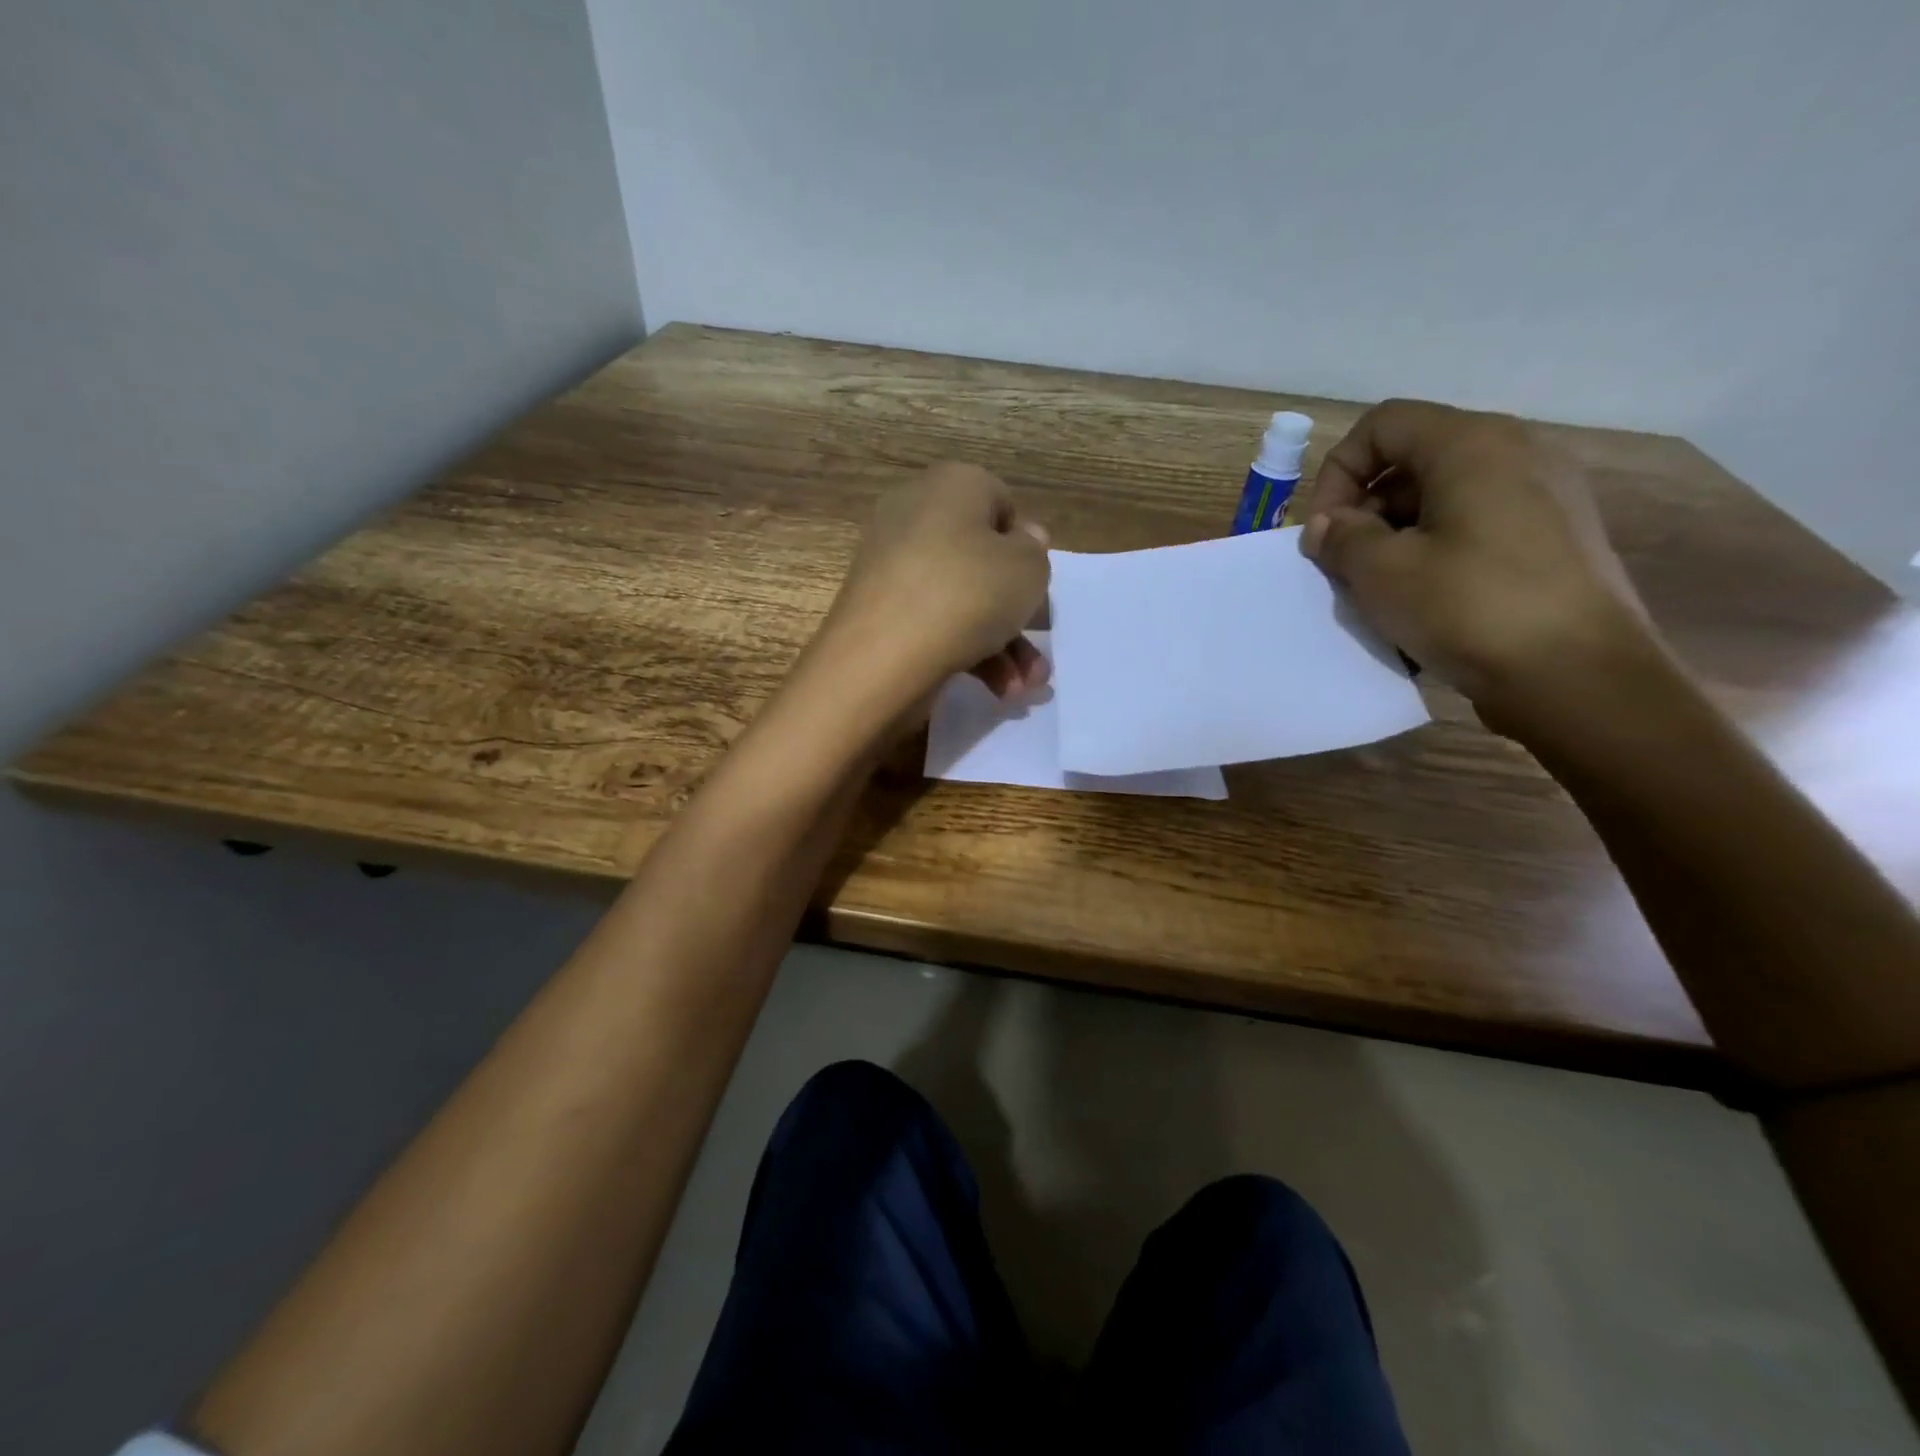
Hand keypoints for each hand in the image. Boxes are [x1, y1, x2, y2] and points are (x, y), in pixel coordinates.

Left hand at [817, 462, 1051, 704]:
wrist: (883, 656)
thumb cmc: (968, 594)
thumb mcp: (1028, 568)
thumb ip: (1034, 551)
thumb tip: (1021, 540)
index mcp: (951, 485)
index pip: (1000, 503)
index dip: (1025, 546)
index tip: (1034, 585)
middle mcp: (916, 516)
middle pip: (981, 560)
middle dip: (1016, 612)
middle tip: (1036, 650)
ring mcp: (892, 567)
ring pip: (962, 600)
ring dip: (1001, 645)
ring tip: (1023, 687)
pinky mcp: (879, 612)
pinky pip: (934, 623)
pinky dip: (966, 652)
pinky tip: (995, 690)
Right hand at [1298, 399, 1655, 736]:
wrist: (1578, 677)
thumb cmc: (1470, 608)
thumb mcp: (1383, 572)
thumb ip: (1342, 537)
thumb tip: (1330, 526)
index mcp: (1473, 444)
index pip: (1382, 425)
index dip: (1338, 472)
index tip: (1325, 532)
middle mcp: (1517, 452)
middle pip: (1414, 459)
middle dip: (1366, 509)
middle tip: (1345, 565)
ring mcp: (1546, 494)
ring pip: (1444, 496)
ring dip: (1397, 535)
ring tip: (1383, 589)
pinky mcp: (1558, 536)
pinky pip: (1478, 524)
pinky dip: (1438, 549)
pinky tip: (1428, 600)